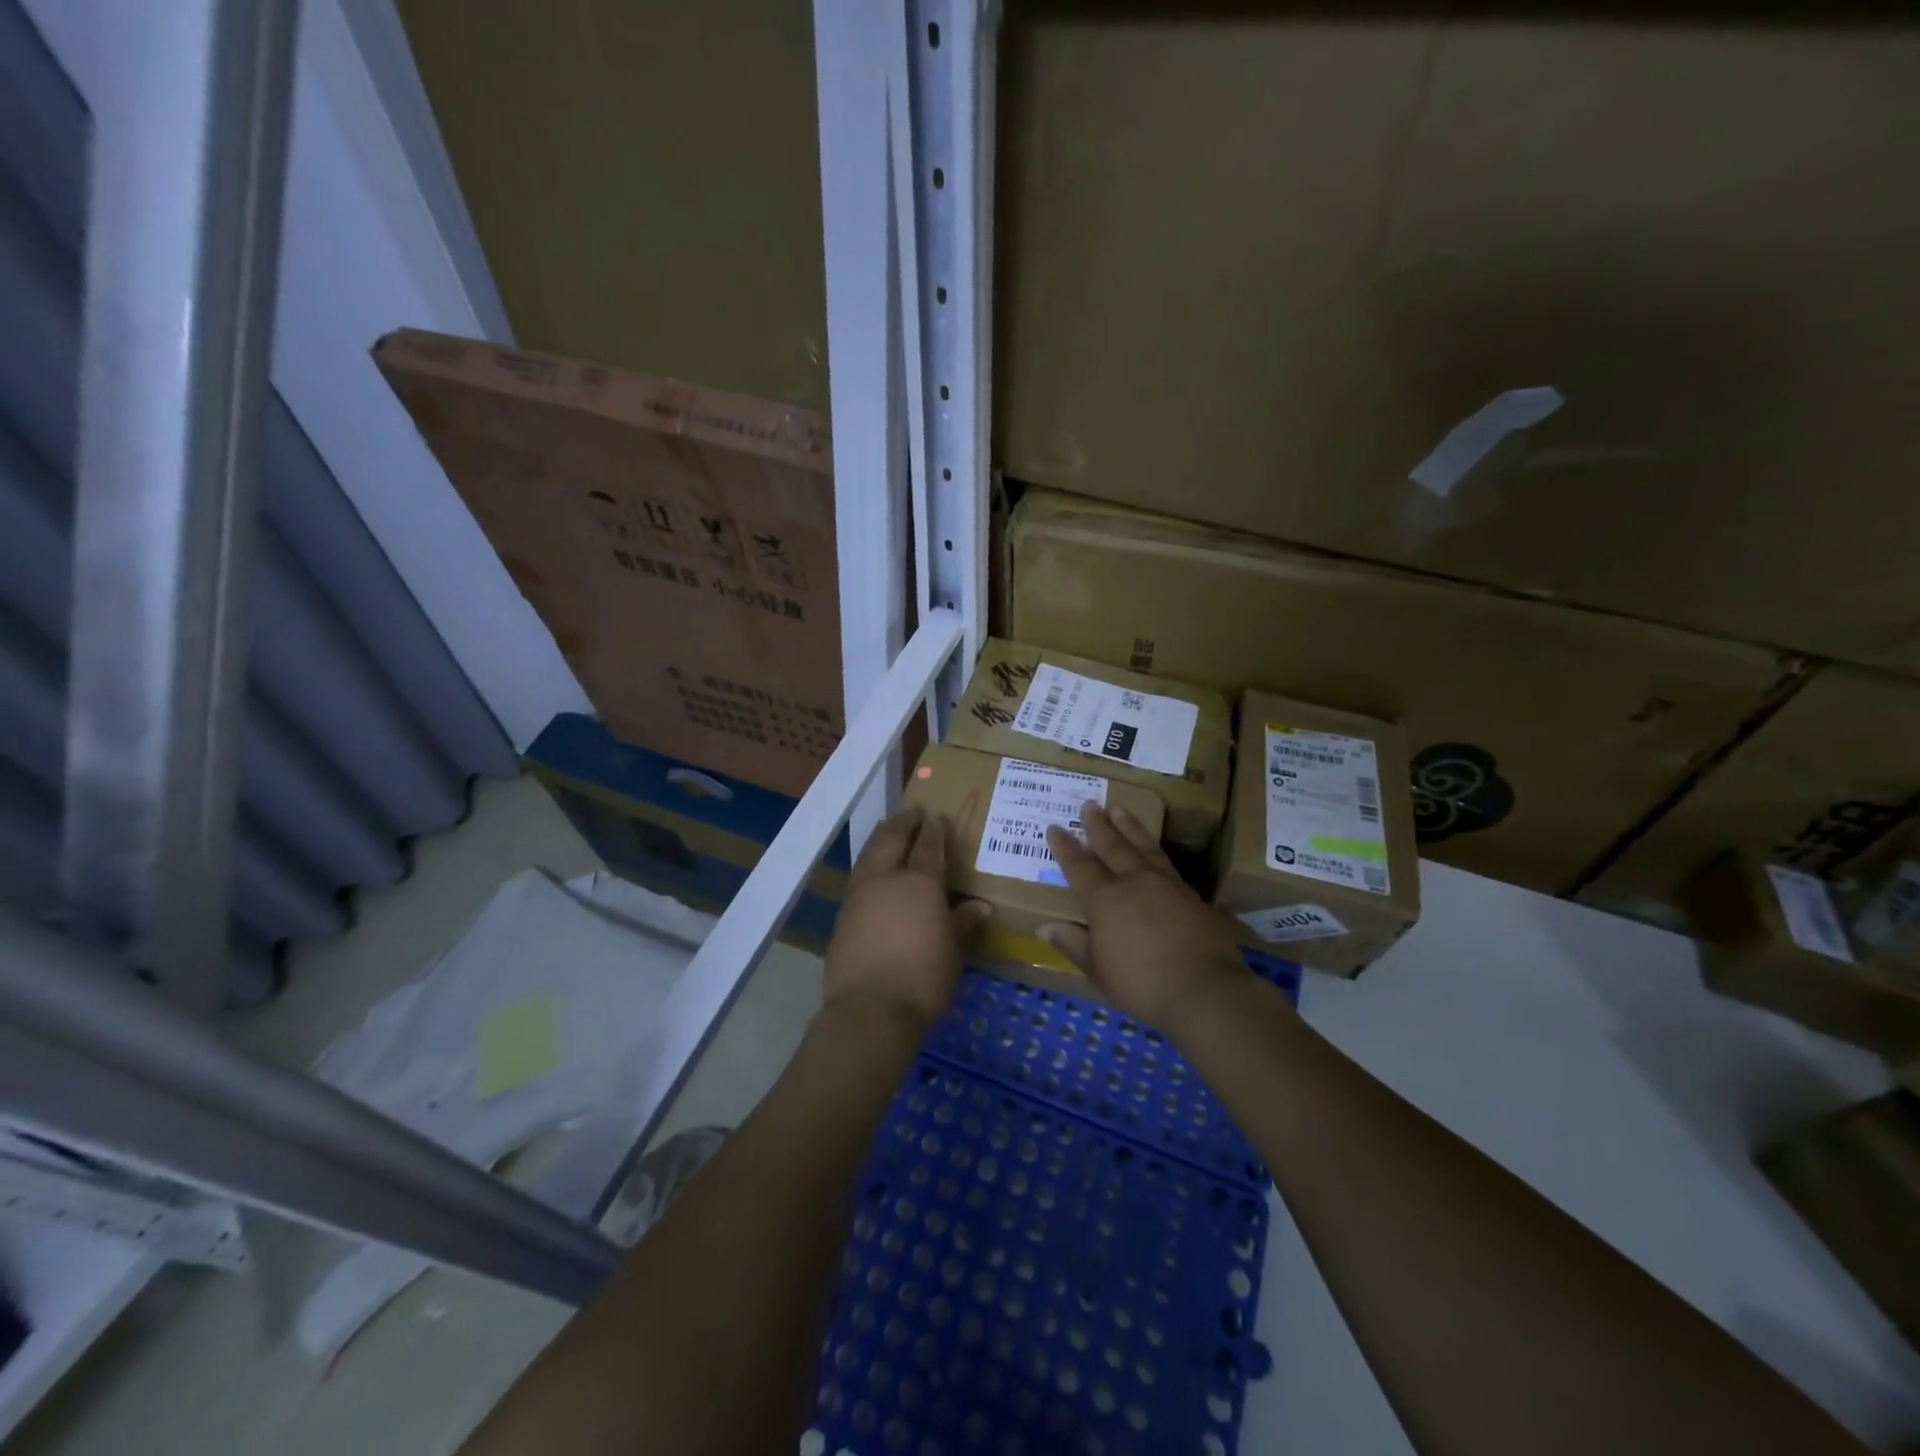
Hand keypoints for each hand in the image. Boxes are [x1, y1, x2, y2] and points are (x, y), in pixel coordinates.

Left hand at [824, 806, 990, 1034]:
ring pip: (869, 855)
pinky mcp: (842, 917)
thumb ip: (963, 922)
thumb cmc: (923, 978)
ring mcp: (859, 896)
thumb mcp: (954, 951)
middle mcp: (885, 879)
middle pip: (891, 839)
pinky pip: (859, 878)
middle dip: (902, 822)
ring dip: (882, 839)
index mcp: (919, 882)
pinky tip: (875, 873)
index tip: (936, 816)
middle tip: (912, 812)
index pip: (928, 845)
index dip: (933, 829)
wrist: (870, 1010)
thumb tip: (980, 907)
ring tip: (891, 832)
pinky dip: (870, 865)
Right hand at [1041, 802, 1247, 1032]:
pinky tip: (1157, 850)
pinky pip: (1168, 864)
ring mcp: (1167, 884)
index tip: (1055, 828)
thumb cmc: (1141, 982)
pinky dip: (1157, 851)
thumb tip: (1045, 927)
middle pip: (1113, 846)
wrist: (1204, 988)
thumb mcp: (1098, 969)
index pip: (1079, 866)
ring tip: (1121, 810)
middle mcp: (1134, 881)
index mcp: (1105, 899)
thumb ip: (1073, 943)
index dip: (1065, 847)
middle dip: (1098, 826)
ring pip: (1144, 846)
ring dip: (1130, 827)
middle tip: (1089, 804)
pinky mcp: (1193, 895)